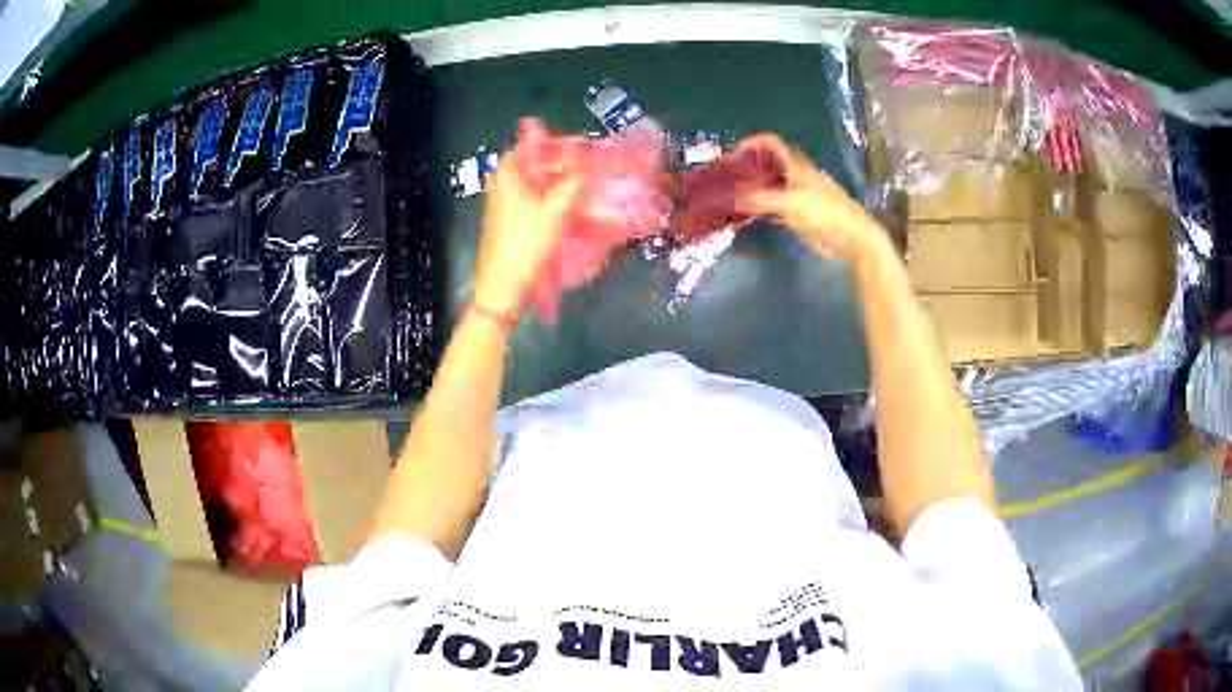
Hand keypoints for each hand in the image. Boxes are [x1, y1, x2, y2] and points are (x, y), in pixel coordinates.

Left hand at [474, 153, 579, 315]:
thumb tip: (593, 162)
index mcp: (508, 172)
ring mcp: (506, 201)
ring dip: (564, 181)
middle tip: (594, 166)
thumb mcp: (556, 210)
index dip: (564, 143)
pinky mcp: (512, 218)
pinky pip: (538, 198)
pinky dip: (556, 197)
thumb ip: (576, 181)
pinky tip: (575, 205)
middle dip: (568, 163)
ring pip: (540, 181)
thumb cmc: (525, 244)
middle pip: (540, 161)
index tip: (588, 147)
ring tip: (590, 184)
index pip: (537, 141)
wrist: (503, 286)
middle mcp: (504, 181)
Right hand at [735, 134, 886, 262]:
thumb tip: (730, 198)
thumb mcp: (789, 202)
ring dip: (754, 187)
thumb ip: (759, 199)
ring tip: (732, 194)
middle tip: (729, 175)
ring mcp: (798, 195)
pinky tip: (748, 213)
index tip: (734, 153)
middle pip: (770, 163)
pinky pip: (774, 205)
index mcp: (796, 165)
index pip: (773, 143)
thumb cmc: (824, 212)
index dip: (754, 143)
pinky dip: (760, 206)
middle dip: (750, 165)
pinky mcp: (799, 214)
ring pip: (771, 185)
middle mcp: (796, 175)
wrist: (851, 237)